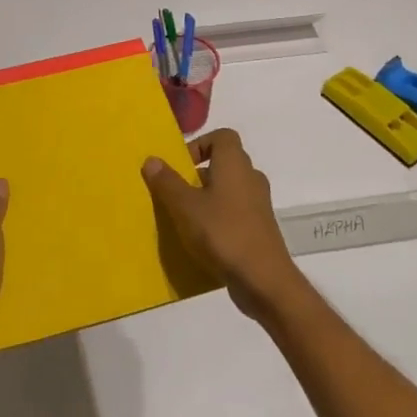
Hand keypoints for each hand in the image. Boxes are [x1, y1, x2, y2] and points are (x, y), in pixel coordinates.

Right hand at [143, 129, 304, 321]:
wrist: (263, 280)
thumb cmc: (222, 233)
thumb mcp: (185, 207)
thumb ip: (167, 182)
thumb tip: (152, 159)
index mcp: (235, 163)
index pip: (222, 136)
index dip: (200, 144)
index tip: (181, 165)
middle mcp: (250, 177)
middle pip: (223, 163)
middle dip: (197, 175)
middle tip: (175, 193)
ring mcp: (258, 205)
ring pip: (228, 191)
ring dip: (206, 199)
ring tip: (183, 219)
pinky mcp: (260, 229)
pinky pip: (234, 214)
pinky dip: (218, 220)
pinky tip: (201, 241)